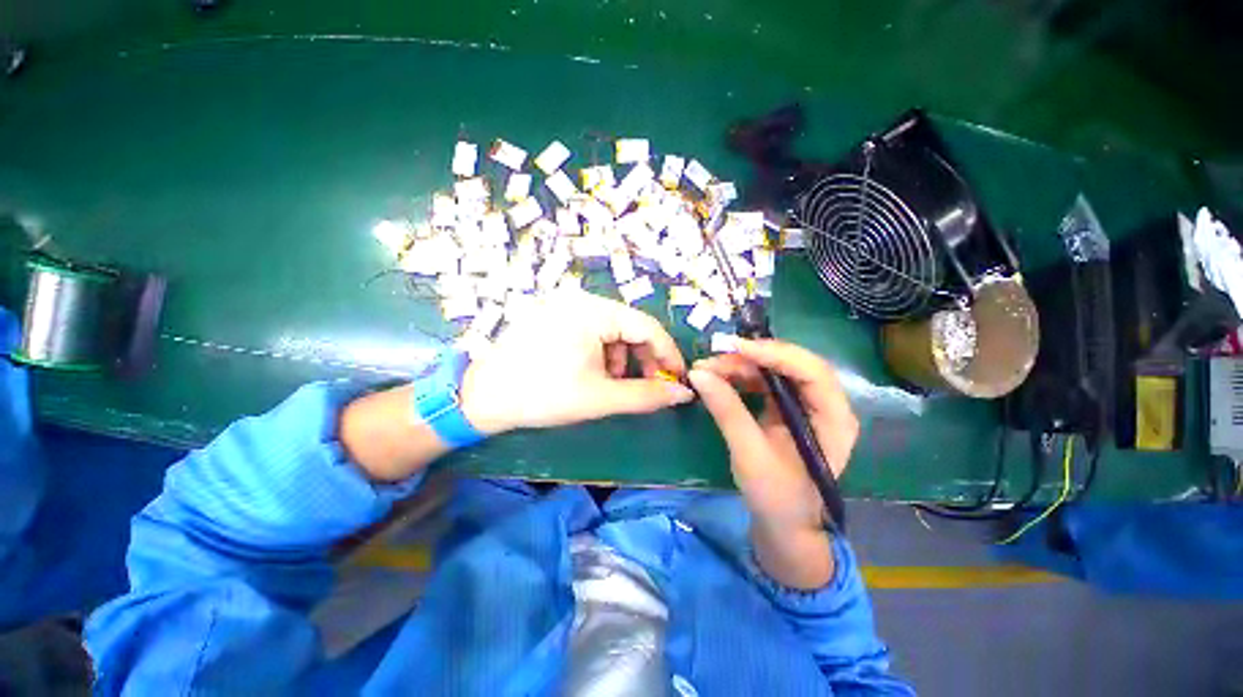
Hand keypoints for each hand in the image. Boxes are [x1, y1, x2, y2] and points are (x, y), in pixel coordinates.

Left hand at [460, 293, 694, 434]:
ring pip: (612, 330)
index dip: (667, 354)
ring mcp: (564, 304)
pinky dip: (603, 352)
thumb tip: (684, 394)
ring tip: (613, 385)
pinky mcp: (555, 314)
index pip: (646, 326)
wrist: (482, 397)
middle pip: (629, 326)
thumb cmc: (543, 396)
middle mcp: (580, 298)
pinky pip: (593, 330)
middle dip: (642, 359)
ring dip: (621, 358)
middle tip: (647, 387)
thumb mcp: (600, 398)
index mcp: (592, 310)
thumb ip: (647, 395)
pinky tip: (594, 373)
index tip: (678, 379)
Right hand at [688, 339, 857, 588]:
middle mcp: (827, 404)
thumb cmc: (776, 497)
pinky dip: (743, 376)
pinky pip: (767, 381)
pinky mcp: (789, 408)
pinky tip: (722, 378)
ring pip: (777, 369)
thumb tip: (697, 373)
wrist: (784, 525)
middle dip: (752, 357)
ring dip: (743, 365)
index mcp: (833, 418)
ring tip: (710, 368)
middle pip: (793, 364)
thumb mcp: (749, 453)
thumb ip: (726, 409)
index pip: (811, 371)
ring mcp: (808, 404)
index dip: (774, 354)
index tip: (735, 348)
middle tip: (714, 357)